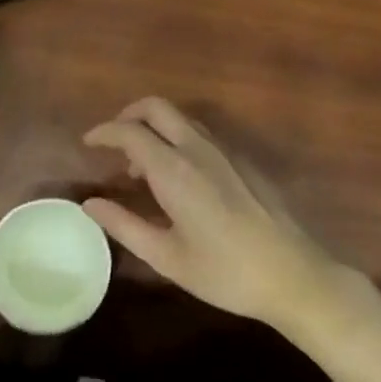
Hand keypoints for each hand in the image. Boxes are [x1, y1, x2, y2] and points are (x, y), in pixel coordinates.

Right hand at [82, 97, 346, 335]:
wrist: (293, 275)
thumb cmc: (225, 272)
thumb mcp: (166, 257)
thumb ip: (124, 225)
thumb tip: (90, 203)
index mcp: (174, 170)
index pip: (130, 132)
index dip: (104, 132)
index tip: (88, 143)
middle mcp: (198, 148)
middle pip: (156, 107)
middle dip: (129, 115)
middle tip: (113, 142)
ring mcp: (225, 150)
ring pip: (181, 118)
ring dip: (155, 128)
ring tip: (142, 168)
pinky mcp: (243, 159)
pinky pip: (201, 133)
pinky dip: (178, 139)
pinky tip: (179, 177)